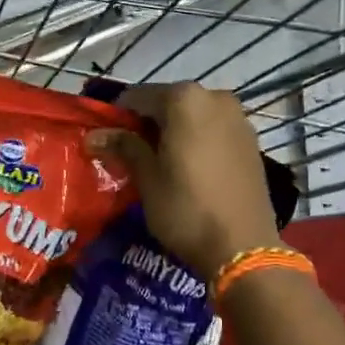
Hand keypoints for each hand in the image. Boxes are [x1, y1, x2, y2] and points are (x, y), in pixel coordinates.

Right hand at [87, 83, 282, 280]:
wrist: (244, 247)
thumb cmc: (187, 209)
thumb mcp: (147, 178)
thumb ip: (123, 146)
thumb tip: (93, 135)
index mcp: (184, 99)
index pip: (137, 97)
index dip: (117, 117)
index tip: (105, 140)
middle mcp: (215, 97)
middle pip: (167, 103)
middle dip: (146, 124)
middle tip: (129, 154)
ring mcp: (238, 118)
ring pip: (192, 116)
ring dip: (172, 132)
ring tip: (157, 163)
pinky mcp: (251, 140)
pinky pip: (213, 130)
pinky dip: (196, 140)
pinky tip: (187, 167)